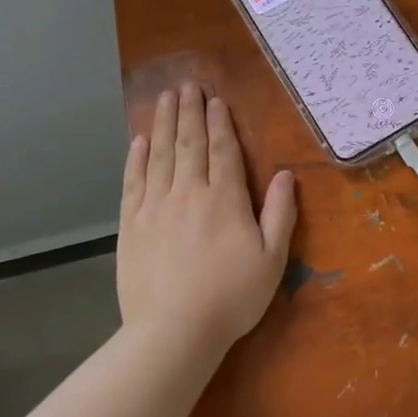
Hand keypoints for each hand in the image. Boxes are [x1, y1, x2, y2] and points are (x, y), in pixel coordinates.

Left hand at [118, 82, 297, 353]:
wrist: (173, 331)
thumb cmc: (231, 297)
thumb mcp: (271, 258)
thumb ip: (279, 213)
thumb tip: (285, 174)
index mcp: (225, 199)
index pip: (222, 150)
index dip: (219, 122)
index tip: (214, 99)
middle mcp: (189, 192)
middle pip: (189, 143)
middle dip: (189, 111)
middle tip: (186, 84)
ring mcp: (156, 206)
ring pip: (161, 154)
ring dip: (164, 123)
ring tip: (165, 98)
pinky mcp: (132, 224)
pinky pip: (134, 181)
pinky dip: (137, 158)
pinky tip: (139, 140)